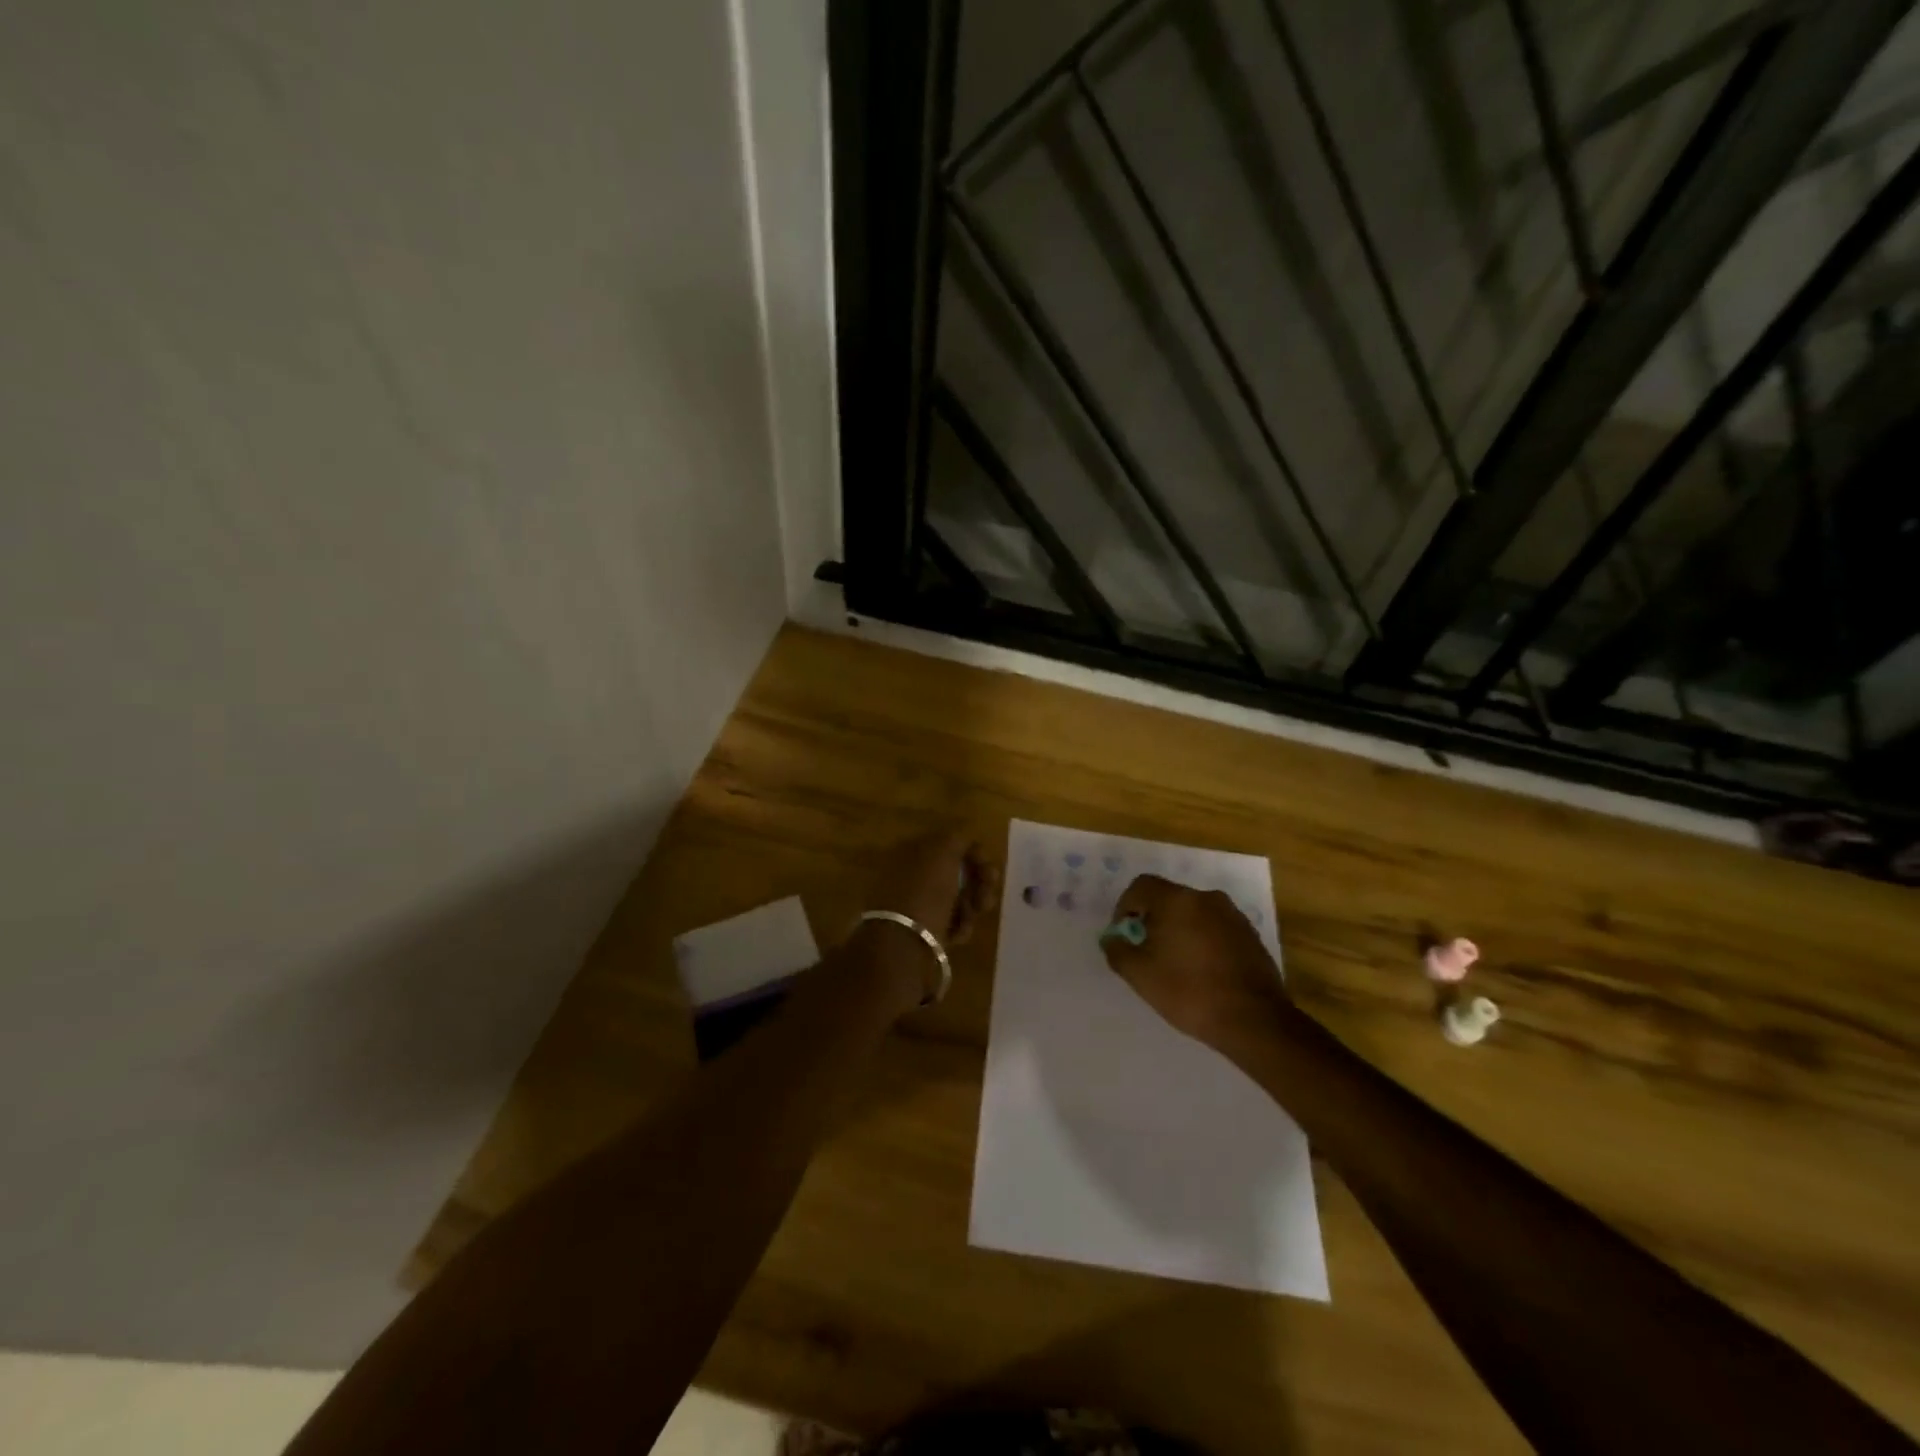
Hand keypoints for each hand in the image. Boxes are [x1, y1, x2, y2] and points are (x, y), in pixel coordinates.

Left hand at [858, 828, 1000, 1008]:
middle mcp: (909, 875)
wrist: (901, 947)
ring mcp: (913, 904)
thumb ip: (958, 838)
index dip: (974, 854)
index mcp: (909, 851)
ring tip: (972, 918)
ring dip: (972, 906)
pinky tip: (958, 935)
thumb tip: (966, 838)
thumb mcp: (942, 853)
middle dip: (977, 883)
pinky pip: (949, 922)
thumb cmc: (924, 894)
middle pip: (955, 872)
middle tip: (986, 898)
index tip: (990, 870)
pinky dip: (959, 926)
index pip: (949, 844)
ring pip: (956, 898)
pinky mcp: (920, 931)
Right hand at [1101, 874, 1290, 1047]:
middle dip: (1152, 920)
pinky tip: (1202, 971)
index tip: (1124, 935)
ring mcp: (1232, 915)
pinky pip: (1215, 927)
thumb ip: (1117, 950)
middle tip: (1147, 952)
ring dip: (1178, 930)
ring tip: (1175, 964)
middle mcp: (1206, 898)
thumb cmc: (1189, 992)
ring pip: (1193, 913)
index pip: (1141, 886)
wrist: (1254, 1020)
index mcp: (1177, 900)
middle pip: (1168, 898)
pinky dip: (1202, 940)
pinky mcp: (1250, 935)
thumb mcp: (1140, 975)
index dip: (1125, 906)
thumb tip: (1112, 938)